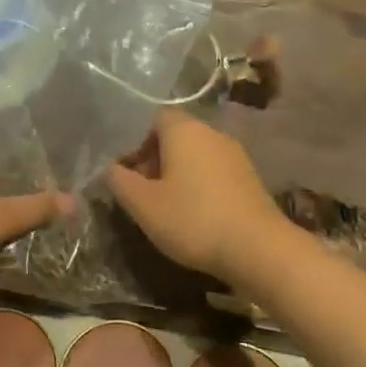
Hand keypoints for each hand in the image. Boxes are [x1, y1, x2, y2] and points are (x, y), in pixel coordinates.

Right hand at [104, 108, 286, 281]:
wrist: (258, 248)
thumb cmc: (193, 220)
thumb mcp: (143, 204)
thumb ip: (119, 181)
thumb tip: (108, 168)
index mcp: (184, 130)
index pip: (153, 118)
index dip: (134, 141)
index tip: (125, 171)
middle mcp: (212, 133)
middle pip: (174, 136)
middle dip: (153, 159)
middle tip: (139, 192)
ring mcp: (235, 154)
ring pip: (194, 154)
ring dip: (175, 174)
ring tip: (163, 206)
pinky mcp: (248, 177)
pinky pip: (213, 171)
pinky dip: (197, 184)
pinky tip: (192, 214)